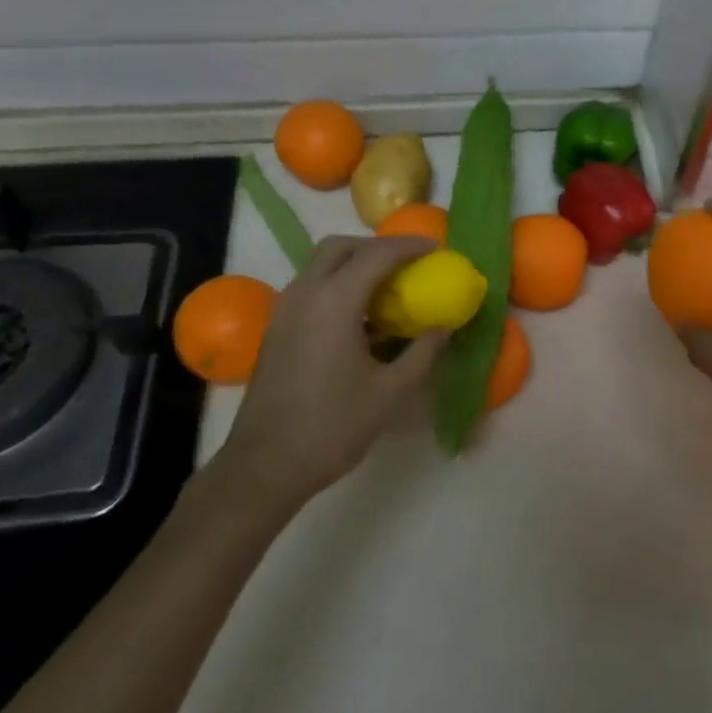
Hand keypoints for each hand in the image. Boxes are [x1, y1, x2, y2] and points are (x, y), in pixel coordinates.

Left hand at [212, 235, 446, 512]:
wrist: (266, 465)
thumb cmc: (332, 427)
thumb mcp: (390, 392)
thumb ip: (423, 352)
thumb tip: (446, 327)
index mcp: (334, 302)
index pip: (376, 255)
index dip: (409, 246)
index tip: (436, 249)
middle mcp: (305, 293)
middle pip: (341, 247)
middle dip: (377, 247)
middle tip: (409, 263)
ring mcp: (285, 310)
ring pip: (321, 265)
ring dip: (356, 264)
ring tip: (389, 288)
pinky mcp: (277, 328)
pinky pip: (312, 287)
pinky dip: (339, 284)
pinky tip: (362, 318)